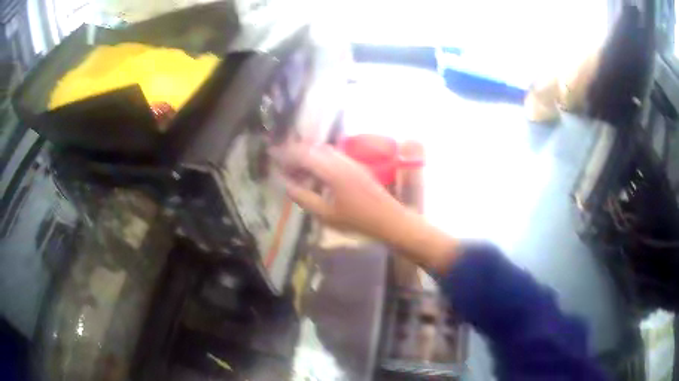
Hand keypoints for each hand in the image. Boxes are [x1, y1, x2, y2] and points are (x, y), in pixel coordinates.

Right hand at [270, 142, 404, 240]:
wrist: (390, 220)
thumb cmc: (358, 221)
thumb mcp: (326, 215)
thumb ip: (305, 198)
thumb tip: (287, 185)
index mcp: (332, 171)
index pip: (304, 155)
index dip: (287, 155)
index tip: (273, 156)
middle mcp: (341, 160)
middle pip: (313, 149)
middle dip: (296, 153)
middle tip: (283, 165)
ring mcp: (351, 161)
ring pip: (324, 150)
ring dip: (309, 155)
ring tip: (297, 169)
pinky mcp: (357, 166)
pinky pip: (334, 155)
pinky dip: (320, 159)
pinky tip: (316, 172)